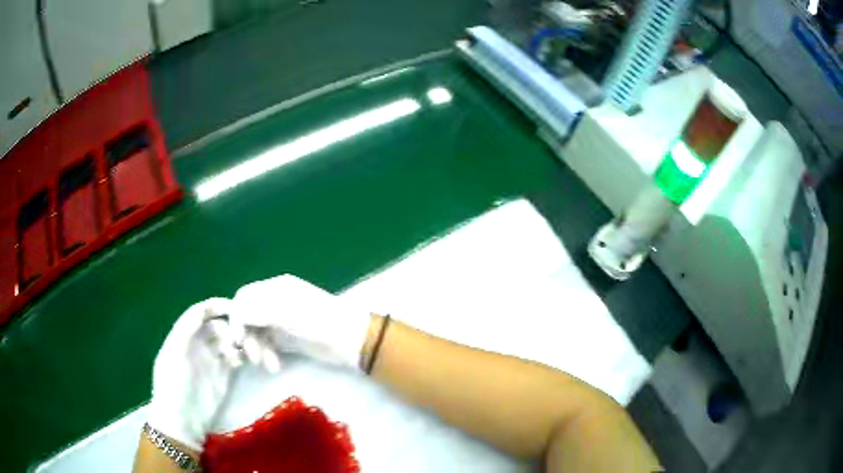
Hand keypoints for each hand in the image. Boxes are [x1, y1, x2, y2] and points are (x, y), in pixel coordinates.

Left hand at [147, 298, 248, 450]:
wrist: (183, 419)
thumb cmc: (174, 384)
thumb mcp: (174, 353)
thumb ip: (185, 330)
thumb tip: (203, 309)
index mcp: (184, 335)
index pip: (202, 312)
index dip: (217, 306)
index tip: (236, 307)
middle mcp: (199, 343)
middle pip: (220, 325)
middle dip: (234, 327)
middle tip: (246, 337)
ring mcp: (212, 359)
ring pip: (230, 341)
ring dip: (242, 342)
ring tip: (251, 353)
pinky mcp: (224, 375)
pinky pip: (237, 357)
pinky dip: (244, 355)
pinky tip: (248, 360)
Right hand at [230, 275, 371, 369]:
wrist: (350, 339)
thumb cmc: (318, 321)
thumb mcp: (286, 312)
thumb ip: (258, 310)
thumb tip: (234, 313)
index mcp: (275, 289)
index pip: (244, 298)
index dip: (236, 316)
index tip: (236, 338)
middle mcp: (274, 302)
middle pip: (248, 317)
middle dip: (248, 337)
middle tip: (252, 357)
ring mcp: (281, 321)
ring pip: (257, 333)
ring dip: (258, 349)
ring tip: (268, 365)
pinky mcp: (288, 338)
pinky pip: (268, 344)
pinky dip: (268, 354)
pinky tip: (274, 365)